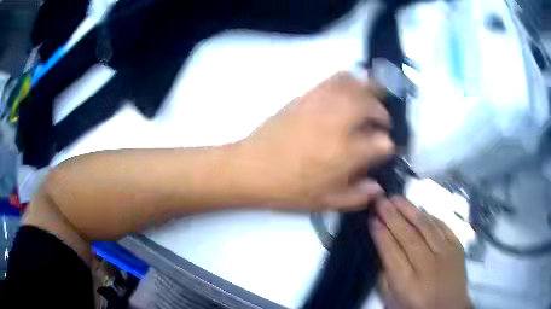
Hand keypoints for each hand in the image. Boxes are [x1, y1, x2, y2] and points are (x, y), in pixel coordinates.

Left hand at [237, 72, 393, 209]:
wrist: (251, 168)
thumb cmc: (289, 189)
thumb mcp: (326, 202)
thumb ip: (357, 196)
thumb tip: (378, 187)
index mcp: (347, 153)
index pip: (383, 144)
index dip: (388, 147)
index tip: (385, 151)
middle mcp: (339, 124)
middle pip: (372, 107)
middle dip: (383, 114)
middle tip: (382, 123)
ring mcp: (322, 105)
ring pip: (355, 86)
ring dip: (370, 91)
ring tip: (373, 98)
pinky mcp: (306, 96)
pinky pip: (333, 80)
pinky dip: (348, 80)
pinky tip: (348, 89)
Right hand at [370, 197, 472, 308]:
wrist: (450, 308)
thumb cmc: (417, 307)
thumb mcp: (393, 300)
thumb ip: (386, 277)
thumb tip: (382, 249)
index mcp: (408, 284)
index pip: (392, 254)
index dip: (381, 235)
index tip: (372, 219)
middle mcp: (428, 266)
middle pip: (409, 237)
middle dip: (392, 217)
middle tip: (380, 201)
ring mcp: (446, 255)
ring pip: (426, 228)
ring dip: (410, 211)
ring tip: (396, 198)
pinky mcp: (458, 247)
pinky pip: (443, 227)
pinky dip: (430, 217)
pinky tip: (420, 210)